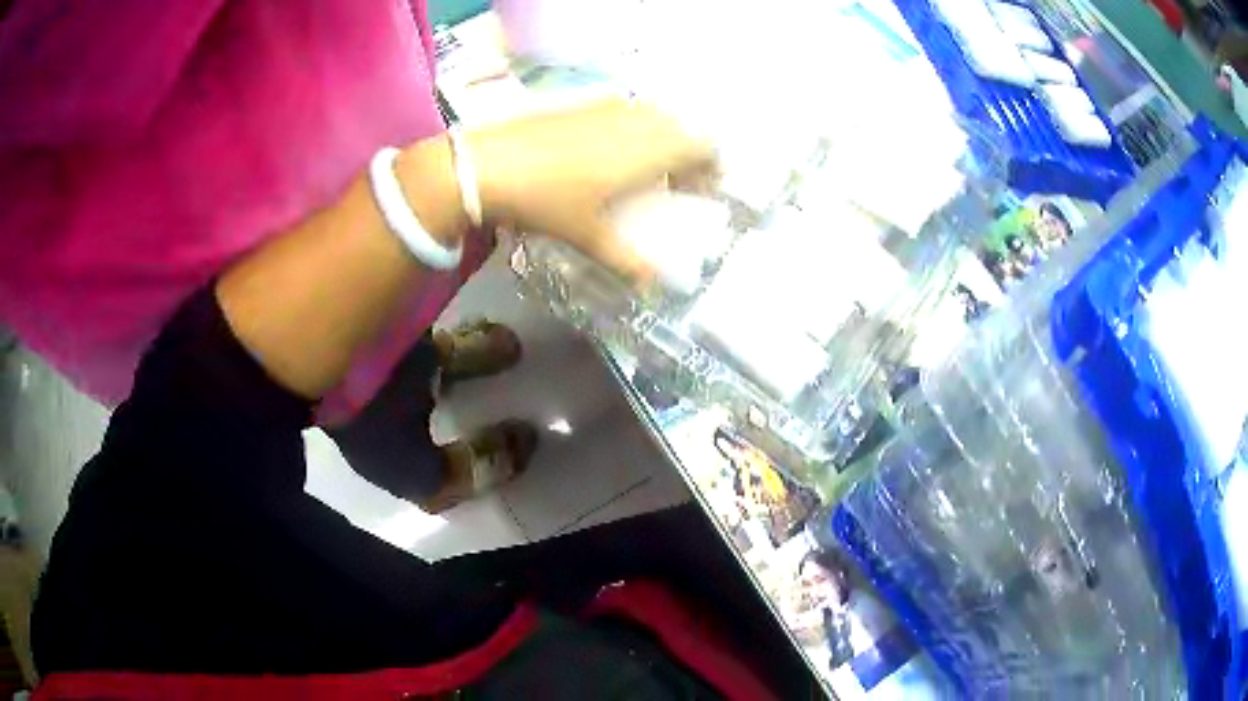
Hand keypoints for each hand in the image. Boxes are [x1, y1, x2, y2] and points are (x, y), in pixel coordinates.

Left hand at [469, 100, 716, 279]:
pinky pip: (624, 109)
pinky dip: (632, 127)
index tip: (706, 190)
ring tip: (645, 167)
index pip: (702, 147)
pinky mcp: (580, 102)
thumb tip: (653, 287)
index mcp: (648, 151)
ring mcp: (606, 106)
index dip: (712, 167)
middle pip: (681, 128)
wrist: (484, 164)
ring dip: (661, 137)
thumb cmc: (545, 200)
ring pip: (652, 115)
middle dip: (688, 154)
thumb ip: (625, 260)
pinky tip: (608, 149)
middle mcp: (635, 121)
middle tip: (677, 183)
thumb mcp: (586, 235)